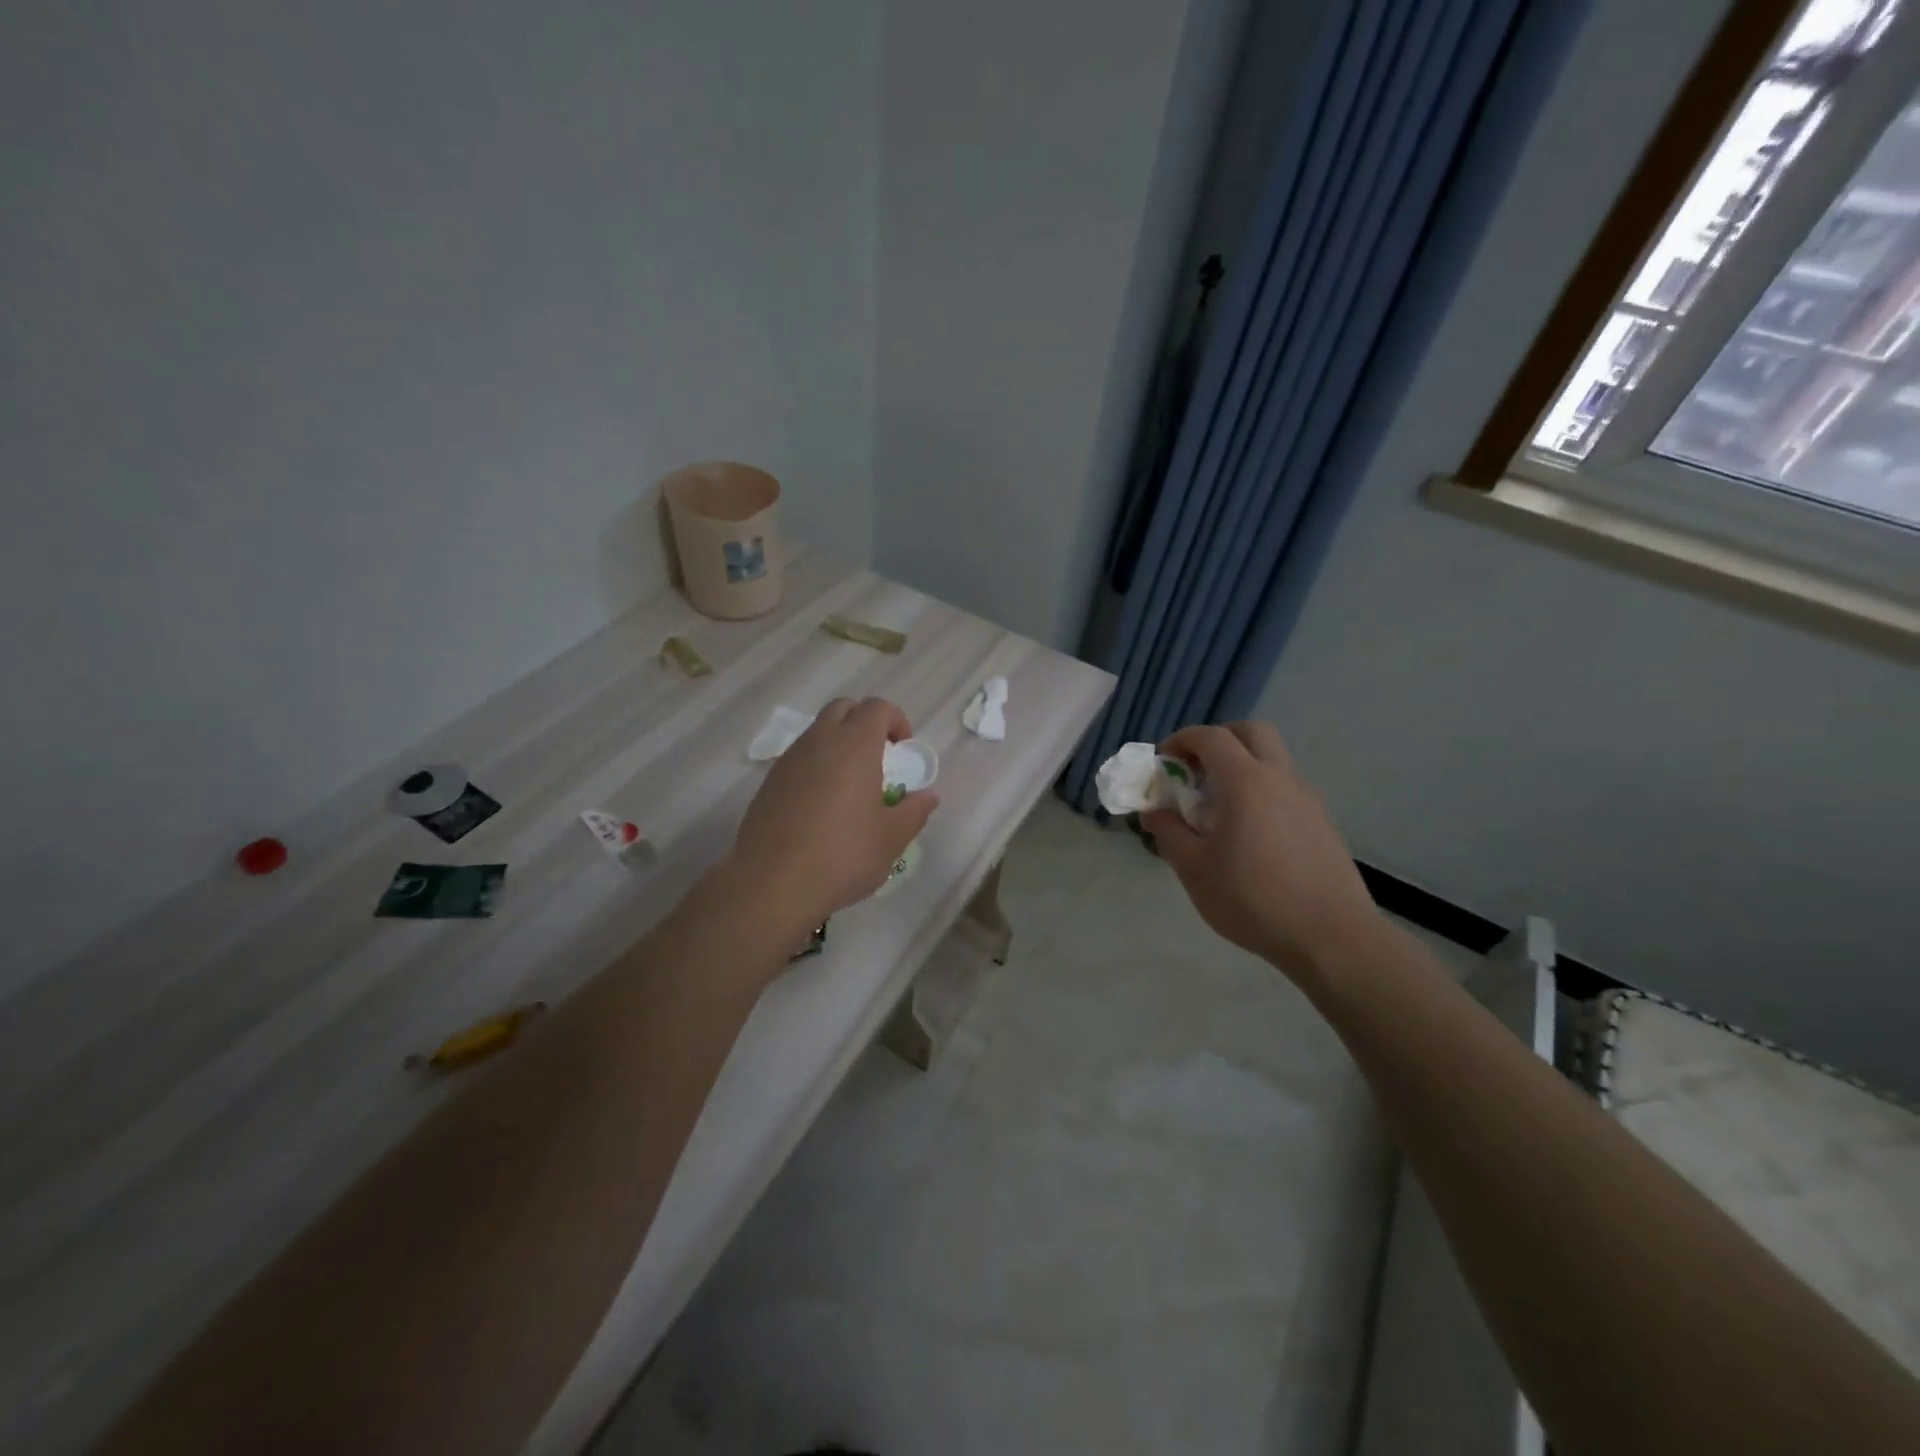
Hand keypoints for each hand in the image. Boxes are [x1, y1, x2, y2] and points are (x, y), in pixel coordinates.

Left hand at [724, 697, 939, 935]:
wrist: (771, 884)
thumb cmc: (842, 856)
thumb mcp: (891, 838)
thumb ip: (914, 811)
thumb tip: (928, 795)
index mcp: (855, 746)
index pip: (877, 708)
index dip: (896, 720)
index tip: (904, 749)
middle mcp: (819, 741)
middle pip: (843, 708)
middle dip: (865, 722)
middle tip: (879, 756)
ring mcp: (789, 760)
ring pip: (817, 731)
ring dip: (838, 743)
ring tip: (851, 784)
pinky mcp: (769, 782)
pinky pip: (799, 757)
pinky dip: (816, 765)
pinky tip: (822, 804)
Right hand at [1140, 722, 1382, 982]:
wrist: (1331, 938)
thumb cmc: (1252, 900)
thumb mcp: (1194, 870)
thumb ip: (1169, 832)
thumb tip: (1154, 811)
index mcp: (1245, 782)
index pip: (1210, 737)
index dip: (1181, 740)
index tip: (1163, 762)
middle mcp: (1280, 778)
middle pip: (1251, 732)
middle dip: (1218, 740)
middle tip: (1196, 770)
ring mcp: (1307, 798)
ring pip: (1273, 758)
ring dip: (1242, 765)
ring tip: (1220, 807)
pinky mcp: (1322, 821)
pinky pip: (1286, 787)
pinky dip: (1262, 790)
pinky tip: (1251, 833)